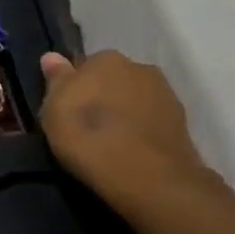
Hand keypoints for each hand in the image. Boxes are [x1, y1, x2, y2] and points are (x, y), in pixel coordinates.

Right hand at [38, 50, 213, 213]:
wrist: (147, 177)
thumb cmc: (88, 136)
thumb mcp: (54, 108)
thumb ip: (56, 79)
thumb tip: (51, 56)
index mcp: (106, 58)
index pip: (84, 65)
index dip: (75, 87)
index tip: (67, 109)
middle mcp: (139, 67)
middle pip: (113, 79)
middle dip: (102, 96)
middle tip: (86, 125)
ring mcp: (166, 95)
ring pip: (134, 99)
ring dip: (123, 112)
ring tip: (109, 141)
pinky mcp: (183, 124)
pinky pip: (150, 121)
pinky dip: (140, 130)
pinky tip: (129, 150)